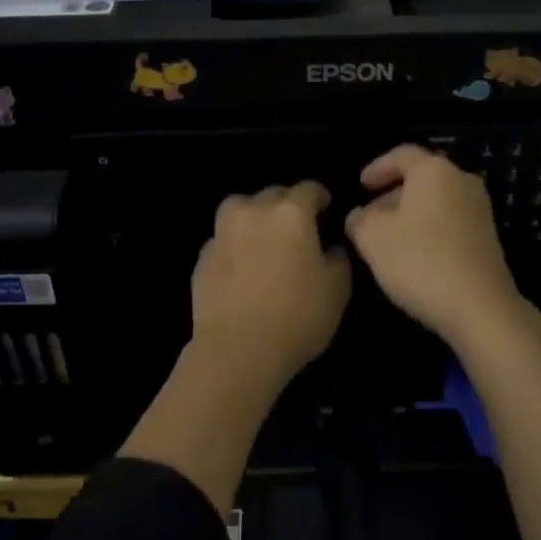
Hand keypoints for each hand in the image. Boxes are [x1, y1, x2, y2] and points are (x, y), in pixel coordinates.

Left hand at [191, 181, 351, 391]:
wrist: (238, 350)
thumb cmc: (297, 317)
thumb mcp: (337, 290)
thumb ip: (338, 259)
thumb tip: (330, 248)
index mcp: (291, 213)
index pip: (309, 189)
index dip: (320, 197)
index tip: (326, 208)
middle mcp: (254, 212)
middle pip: (273, 194)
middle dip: (287, 204)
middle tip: (297, 228)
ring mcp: (223, 233)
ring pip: (239, 208)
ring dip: (253, 215)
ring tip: (263, 237)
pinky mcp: (202, 257)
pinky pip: (223, 239)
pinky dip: (234, 244)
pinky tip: (242, 266)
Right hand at [346, 144, 532, 352]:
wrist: (480, 307)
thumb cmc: (420, 261)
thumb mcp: (372, 238)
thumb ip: (359, 220)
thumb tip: (358, 215)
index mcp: (434, 170)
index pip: (401, 154)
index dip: (376, 167)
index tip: (360, 185)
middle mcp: (461, 181)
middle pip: (421, 178)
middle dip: (392, 194)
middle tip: (369, 216)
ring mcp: (480, 210)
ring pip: (436, 201)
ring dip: (410, 214)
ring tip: (387, 239)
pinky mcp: (488, 238)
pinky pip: (450, 222)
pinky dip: (428, 229)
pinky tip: (413, 256)